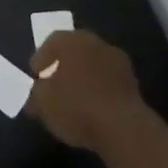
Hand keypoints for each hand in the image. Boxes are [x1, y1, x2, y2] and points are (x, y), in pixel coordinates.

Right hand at [28, 30, 148, 152]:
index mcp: (70, 40)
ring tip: (76, 99)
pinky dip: (100, 88)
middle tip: (55, 85)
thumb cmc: (77, 108)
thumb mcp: (44, 105)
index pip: (51, 42)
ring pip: (93, 63)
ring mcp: (116, 59)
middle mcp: (94, 41)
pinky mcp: (132, 80)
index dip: (41, 59)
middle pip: (74, 49)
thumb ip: (35, 96)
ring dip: (84, 76)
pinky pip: (108, 79)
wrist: (123, 127)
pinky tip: (95, 107)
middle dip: (64, 65)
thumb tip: (34, 97)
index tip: (36, 77)